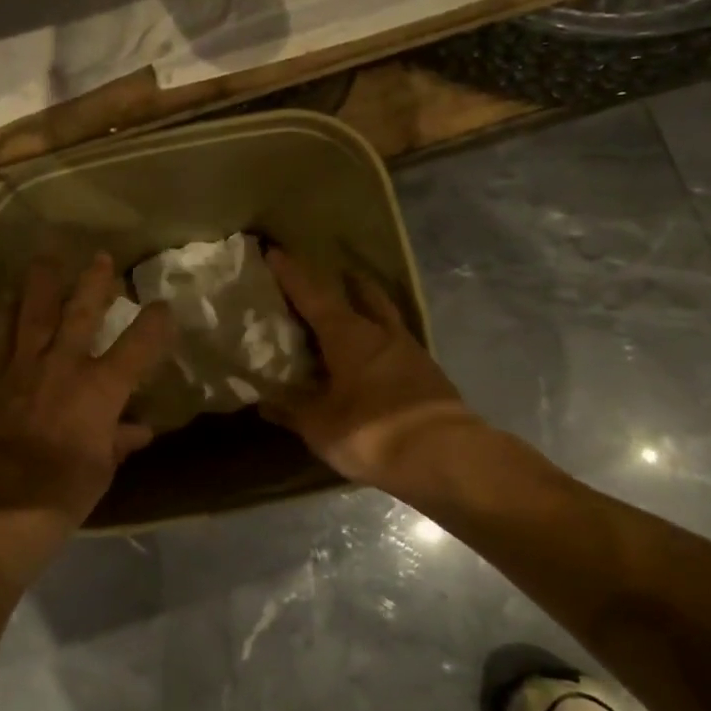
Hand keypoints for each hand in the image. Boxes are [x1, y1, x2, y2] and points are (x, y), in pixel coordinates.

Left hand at [0, 253, 173, 527]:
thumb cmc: (61, 492)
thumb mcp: (100, 470)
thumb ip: (117, 442)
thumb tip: (138, 430)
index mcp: (101, 388)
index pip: (138, 345)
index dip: (155, 323)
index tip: (163, 307)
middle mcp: (64, 364)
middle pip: (82, 312)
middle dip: (95, 283)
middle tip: (102, 257)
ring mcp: (23, 365)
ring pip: (34, 311)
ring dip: (42, 282)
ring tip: (46, 256)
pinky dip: (4, 313)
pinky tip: (6, 296)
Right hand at [264, 249, 477, 501]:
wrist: (447, 458)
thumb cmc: (373, 432)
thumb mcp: (319, 426)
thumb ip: (291, 409)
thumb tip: (263, 399)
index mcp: (348, 335)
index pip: (312, 295)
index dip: (291, 274)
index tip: (274, 252)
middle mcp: (380, 332)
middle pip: (361, 294)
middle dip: (344, 282)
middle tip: (329, 274)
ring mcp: (409, 351)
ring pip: (384, 315)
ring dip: (369, 305)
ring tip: (354, 306)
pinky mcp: (427, 373)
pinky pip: (398, 343)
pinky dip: (382, 340)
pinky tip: (375, 355)